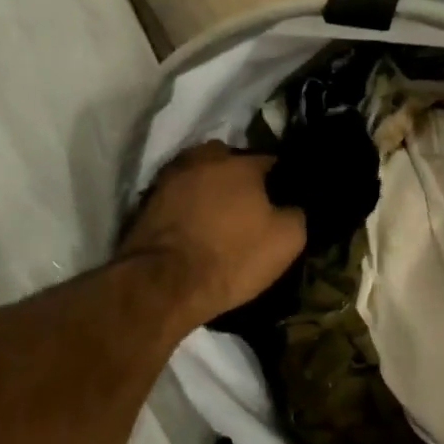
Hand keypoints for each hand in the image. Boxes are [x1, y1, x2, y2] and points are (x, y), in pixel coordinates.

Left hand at [119, 141, 306, 329]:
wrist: (165, 284)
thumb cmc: (232, 257)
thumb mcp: (287, 241)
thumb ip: (296, 213)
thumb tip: (292, 206)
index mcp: (240, 164)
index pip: (270, 161)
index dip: (280, 181)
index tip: (283, 200)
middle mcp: (203, 160)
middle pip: (229, 161)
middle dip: (238, 177)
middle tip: (247, 205)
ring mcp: (171, 178)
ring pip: (199, 175)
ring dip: (208, 189)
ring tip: (216, 217)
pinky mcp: (147, 201)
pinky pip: (178, 196)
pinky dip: (186, 206)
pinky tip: (193, 227)